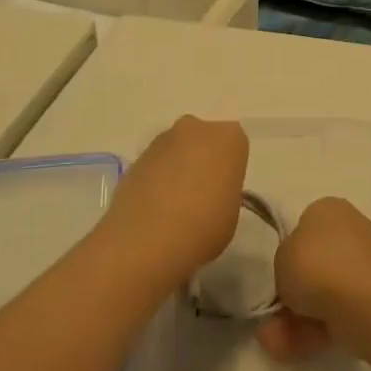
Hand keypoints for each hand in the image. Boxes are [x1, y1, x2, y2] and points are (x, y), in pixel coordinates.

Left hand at [107, 117, 248, 281]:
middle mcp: (195, 129)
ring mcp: (161, 140)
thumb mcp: (231, 212)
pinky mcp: (135, 158)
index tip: (225, 190)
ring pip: (176, 150)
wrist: (147, 240)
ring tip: (174, 205)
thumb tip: (209, 193)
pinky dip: (155, 179)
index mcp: (228, 138)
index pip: (235, 145)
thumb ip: (224, 191)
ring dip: (177, 168)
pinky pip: (154, 165)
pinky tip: (154, 208)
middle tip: (201, 194)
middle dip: (202, 159)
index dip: (229, 168)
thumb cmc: (204, 227)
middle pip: (203, 140)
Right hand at [256, 197, 370, 362]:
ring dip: (299, 317)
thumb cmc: (314, 265)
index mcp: (329, 208)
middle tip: (273, 316)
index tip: (280, 275)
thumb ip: (285, 263)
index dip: (290, 253)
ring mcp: (369, 264)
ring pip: (327, 291)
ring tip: (275, 342)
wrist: (359, 301)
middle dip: (296, 293)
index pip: (305, 226)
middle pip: (317, 262)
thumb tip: (295, 278)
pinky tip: (292, 349)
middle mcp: (353, 229)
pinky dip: (317, 329)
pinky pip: (340, 310)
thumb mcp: (280, 257)